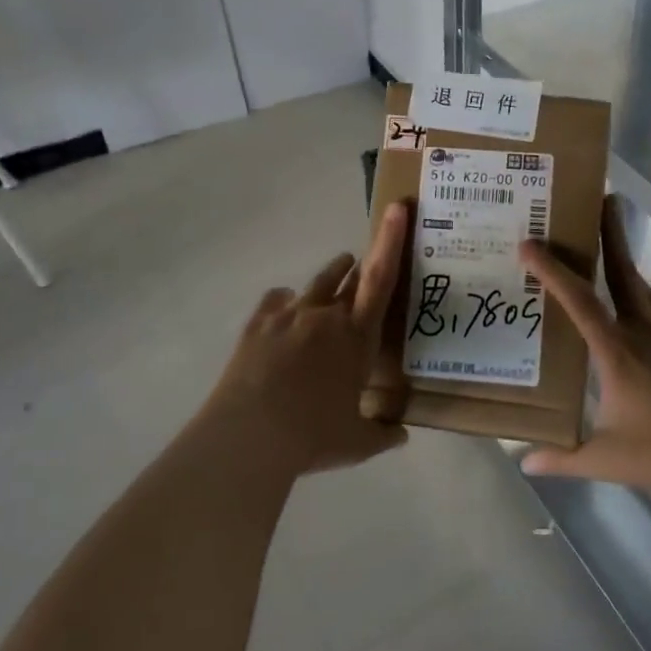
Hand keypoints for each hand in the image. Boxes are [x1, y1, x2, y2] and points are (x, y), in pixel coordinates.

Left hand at [194, 202, 411, 479]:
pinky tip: (285, 308)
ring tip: (335, 276)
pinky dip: (286, 301)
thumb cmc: (313, 437)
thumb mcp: (358, 443)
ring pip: (316, 283)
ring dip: (330, 277)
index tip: (397, 207)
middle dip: (360, 268)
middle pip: (350, 277)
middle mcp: (326, 316)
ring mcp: (289, 315)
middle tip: (365, 268)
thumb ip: (383, 434)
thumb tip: (401, 435)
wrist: (249, 436)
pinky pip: (276, 299)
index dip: (391, 240)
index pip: (381, 279)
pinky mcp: (258, 324)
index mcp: (357, 337)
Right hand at [518, 195, 650, 497]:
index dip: (552, 270)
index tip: (530, 244)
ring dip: (627, 260)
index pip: (578, 301)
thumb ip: (562, 458)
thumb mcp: (604, 459)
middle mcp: (644, 331)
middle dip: (609, 233)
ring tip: (612, 240)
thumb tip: (524, 461)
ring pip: (645, 287)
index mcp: (616, 352)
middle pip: (622, 272)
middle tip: (602, 197)